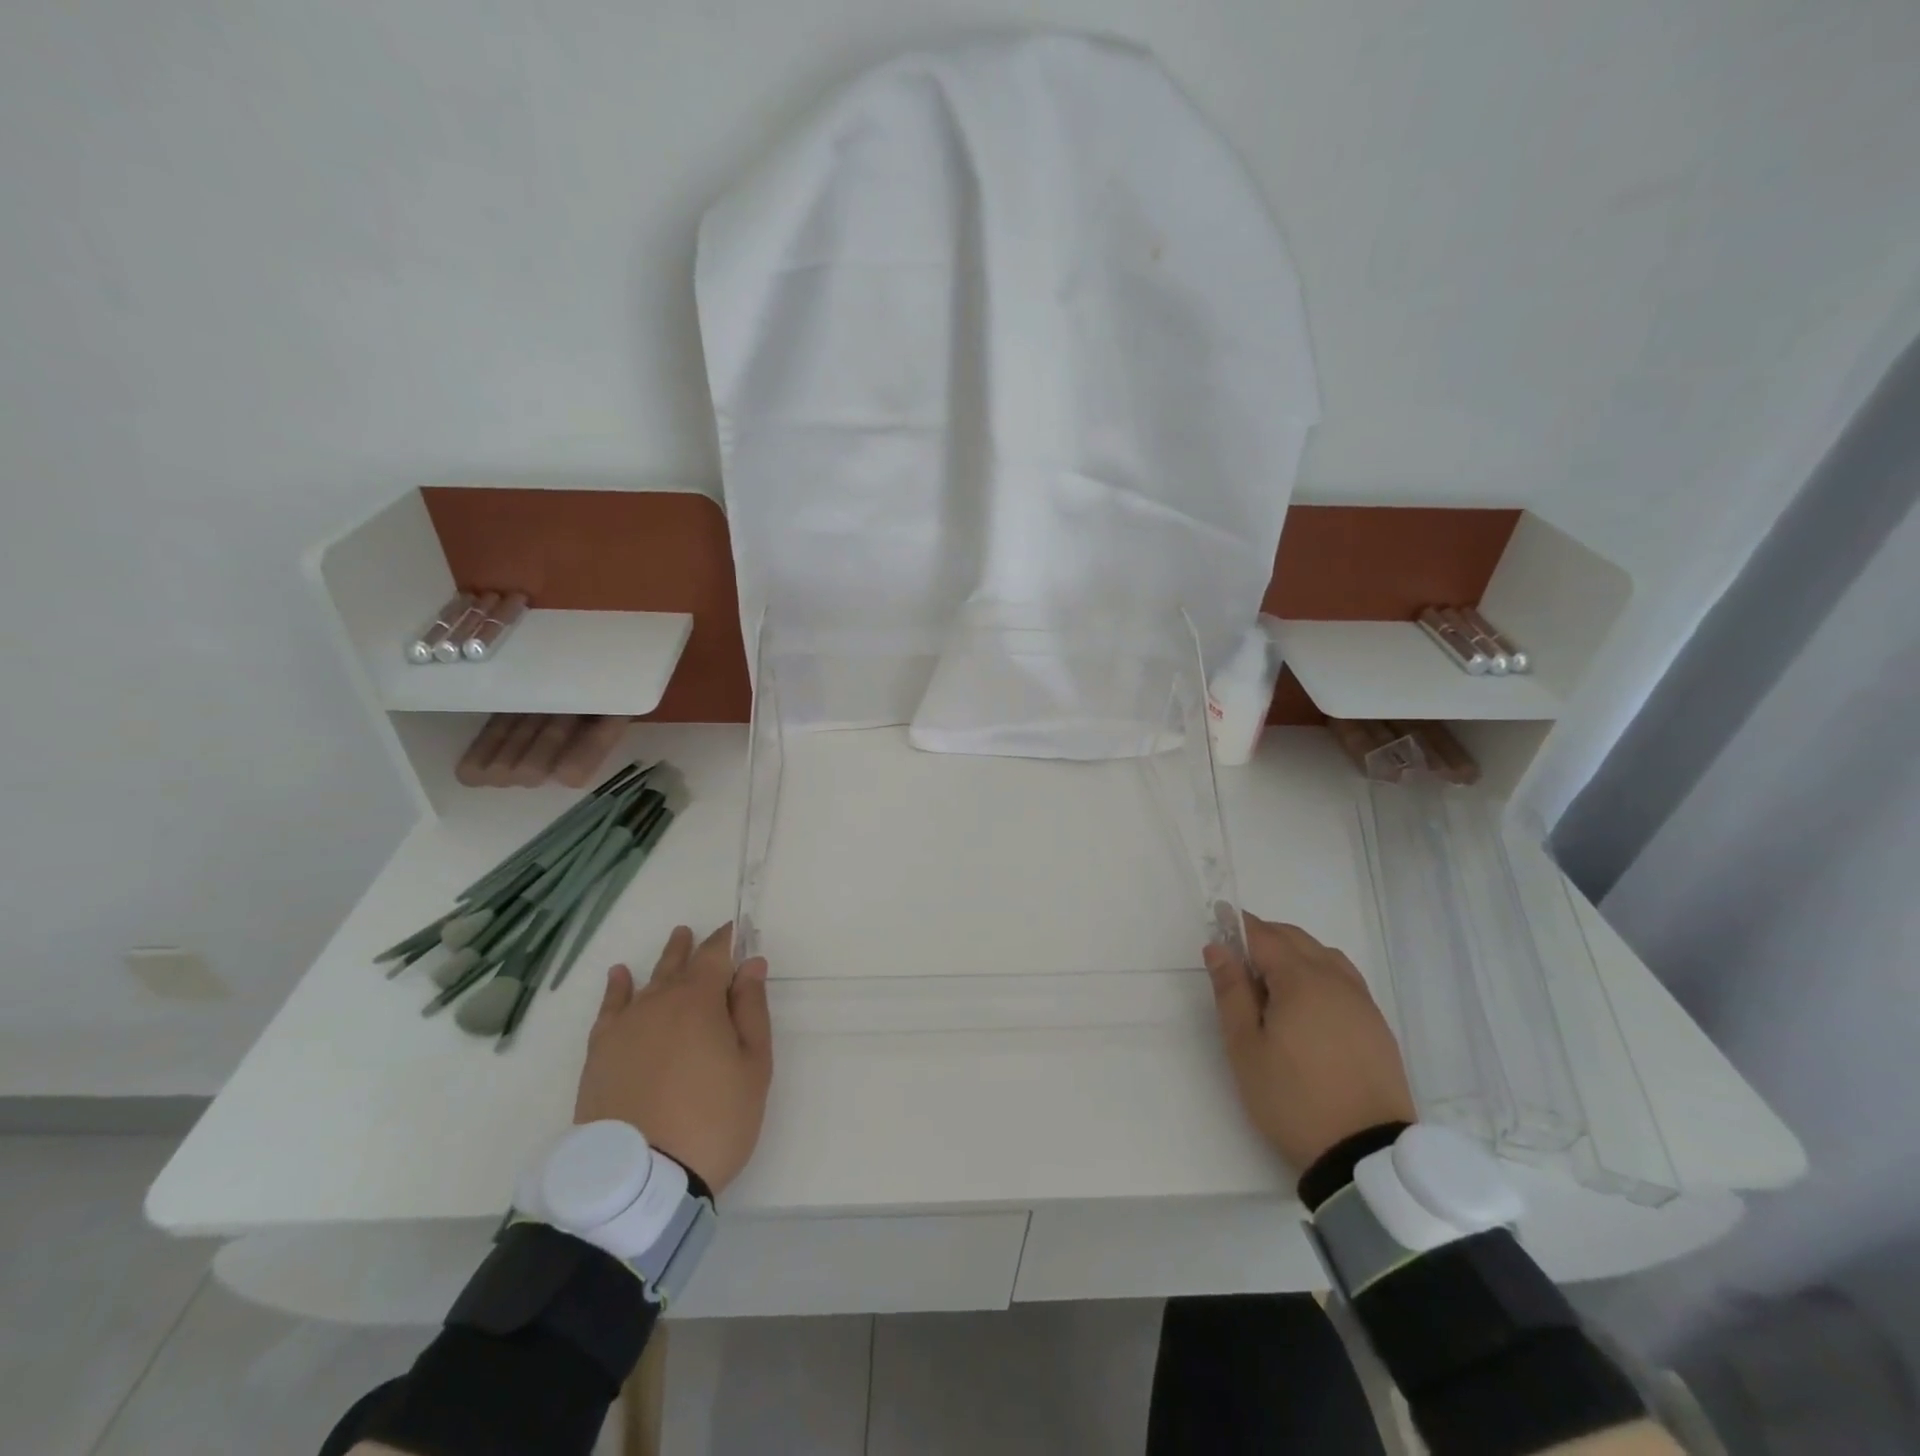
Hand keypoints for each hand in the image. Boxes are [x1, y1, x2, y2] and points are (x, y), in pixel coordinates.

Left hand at [573, 923, 772, 1194]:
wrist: (640, 1179)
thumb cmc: (713, 1120)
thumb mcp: (753, 1066)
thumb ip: (751, 1010)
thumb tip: (750, 964)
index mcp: (700, 1001)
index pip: (714, 956)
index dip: (725, 941)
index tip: (734, 931)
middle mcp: (658, 1002)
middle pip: (677, 964)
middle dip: (691, 948)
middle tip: (696, 933)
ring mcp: (624, 1028)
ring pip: (647, 983)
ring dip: (663, 962)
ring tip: (673, 943)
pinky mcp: (599, 1054)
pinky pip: (609, 1008)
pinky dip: (617, 989)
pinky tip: (621, 976)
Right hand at [1204, 913, 1415, 1172]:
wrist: (1365, 1156)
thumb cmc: (1293, 1099)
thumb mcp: (1245, 1048)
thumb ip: (1231, 992)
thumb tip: (1218, 948)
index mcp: (1301, 980)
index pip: (1264, 936)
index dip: (1237, 926)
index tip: (1216, 923)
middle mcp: (1336, 980)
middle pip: (1296, 939)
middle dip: (1264, 937)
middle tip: (1236, 959)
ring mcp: (1362, 1002)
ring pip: (1323, 956)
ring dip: (1294, 953)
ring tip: (1271, 982)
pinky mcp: (1377, 1026)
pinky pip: (1344, 979)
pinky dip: (1319, 973)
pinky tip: (1307, 1004)